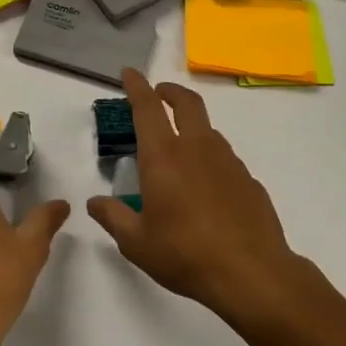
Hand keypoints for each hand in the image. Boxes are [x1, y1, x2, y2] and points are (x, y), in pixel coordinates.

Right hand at [87, 71, 313, 330]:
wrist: (251, 272)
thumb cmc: (185, 254)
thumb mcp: (137, 242)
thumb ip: (113, 217)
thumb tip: (95, 202)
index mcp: (164, 157)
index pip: (147, 108)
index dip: (137, 86)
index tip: (130, 72)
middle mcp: (197, 148)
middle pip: (186, 103)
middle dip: (170, 91)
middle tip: (159, 92)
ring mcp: (228, 161)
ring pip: (208, 129)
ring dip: (192, 125)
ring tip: (180, 147)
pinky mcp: (248, 179)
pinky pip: (225, 158)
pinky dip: (210, 158)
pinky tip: (206, 187)